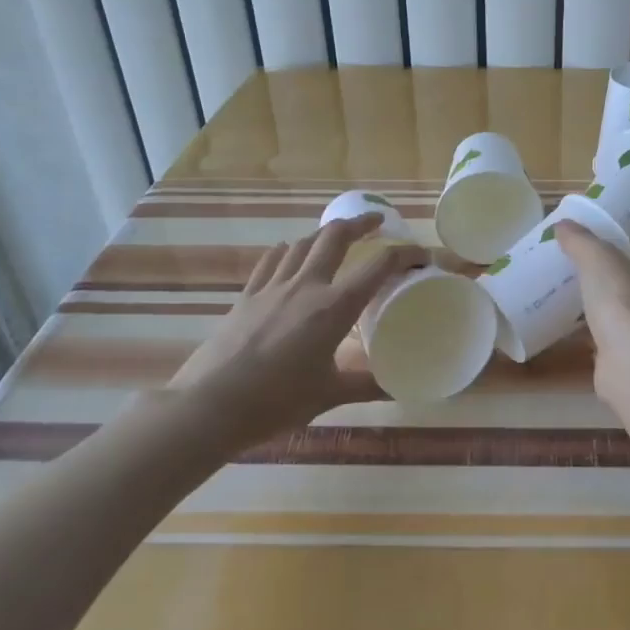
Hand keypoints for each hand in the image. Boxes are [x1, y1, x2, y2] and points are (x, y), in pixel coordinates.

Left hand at [166, 215, 426, 444]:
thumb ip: (365, 385)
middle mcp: (307, 285)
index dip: (406, 254)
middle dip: (361, 223)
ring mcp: (273, 286)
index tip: (420, 255)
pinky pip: (271, 260)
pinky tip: (290, 255)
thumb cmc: (276, 402)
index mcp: (334, 307)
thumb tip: (398, 387)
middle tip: (377, 223)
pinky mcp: (247, 295)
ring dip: (325, 234)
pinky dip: (288, 251)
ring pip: (303, 243)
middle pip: (336, 236)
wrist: (209, 406)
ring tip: (337, 238)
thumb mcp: (328, 395)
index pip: (379, 266)